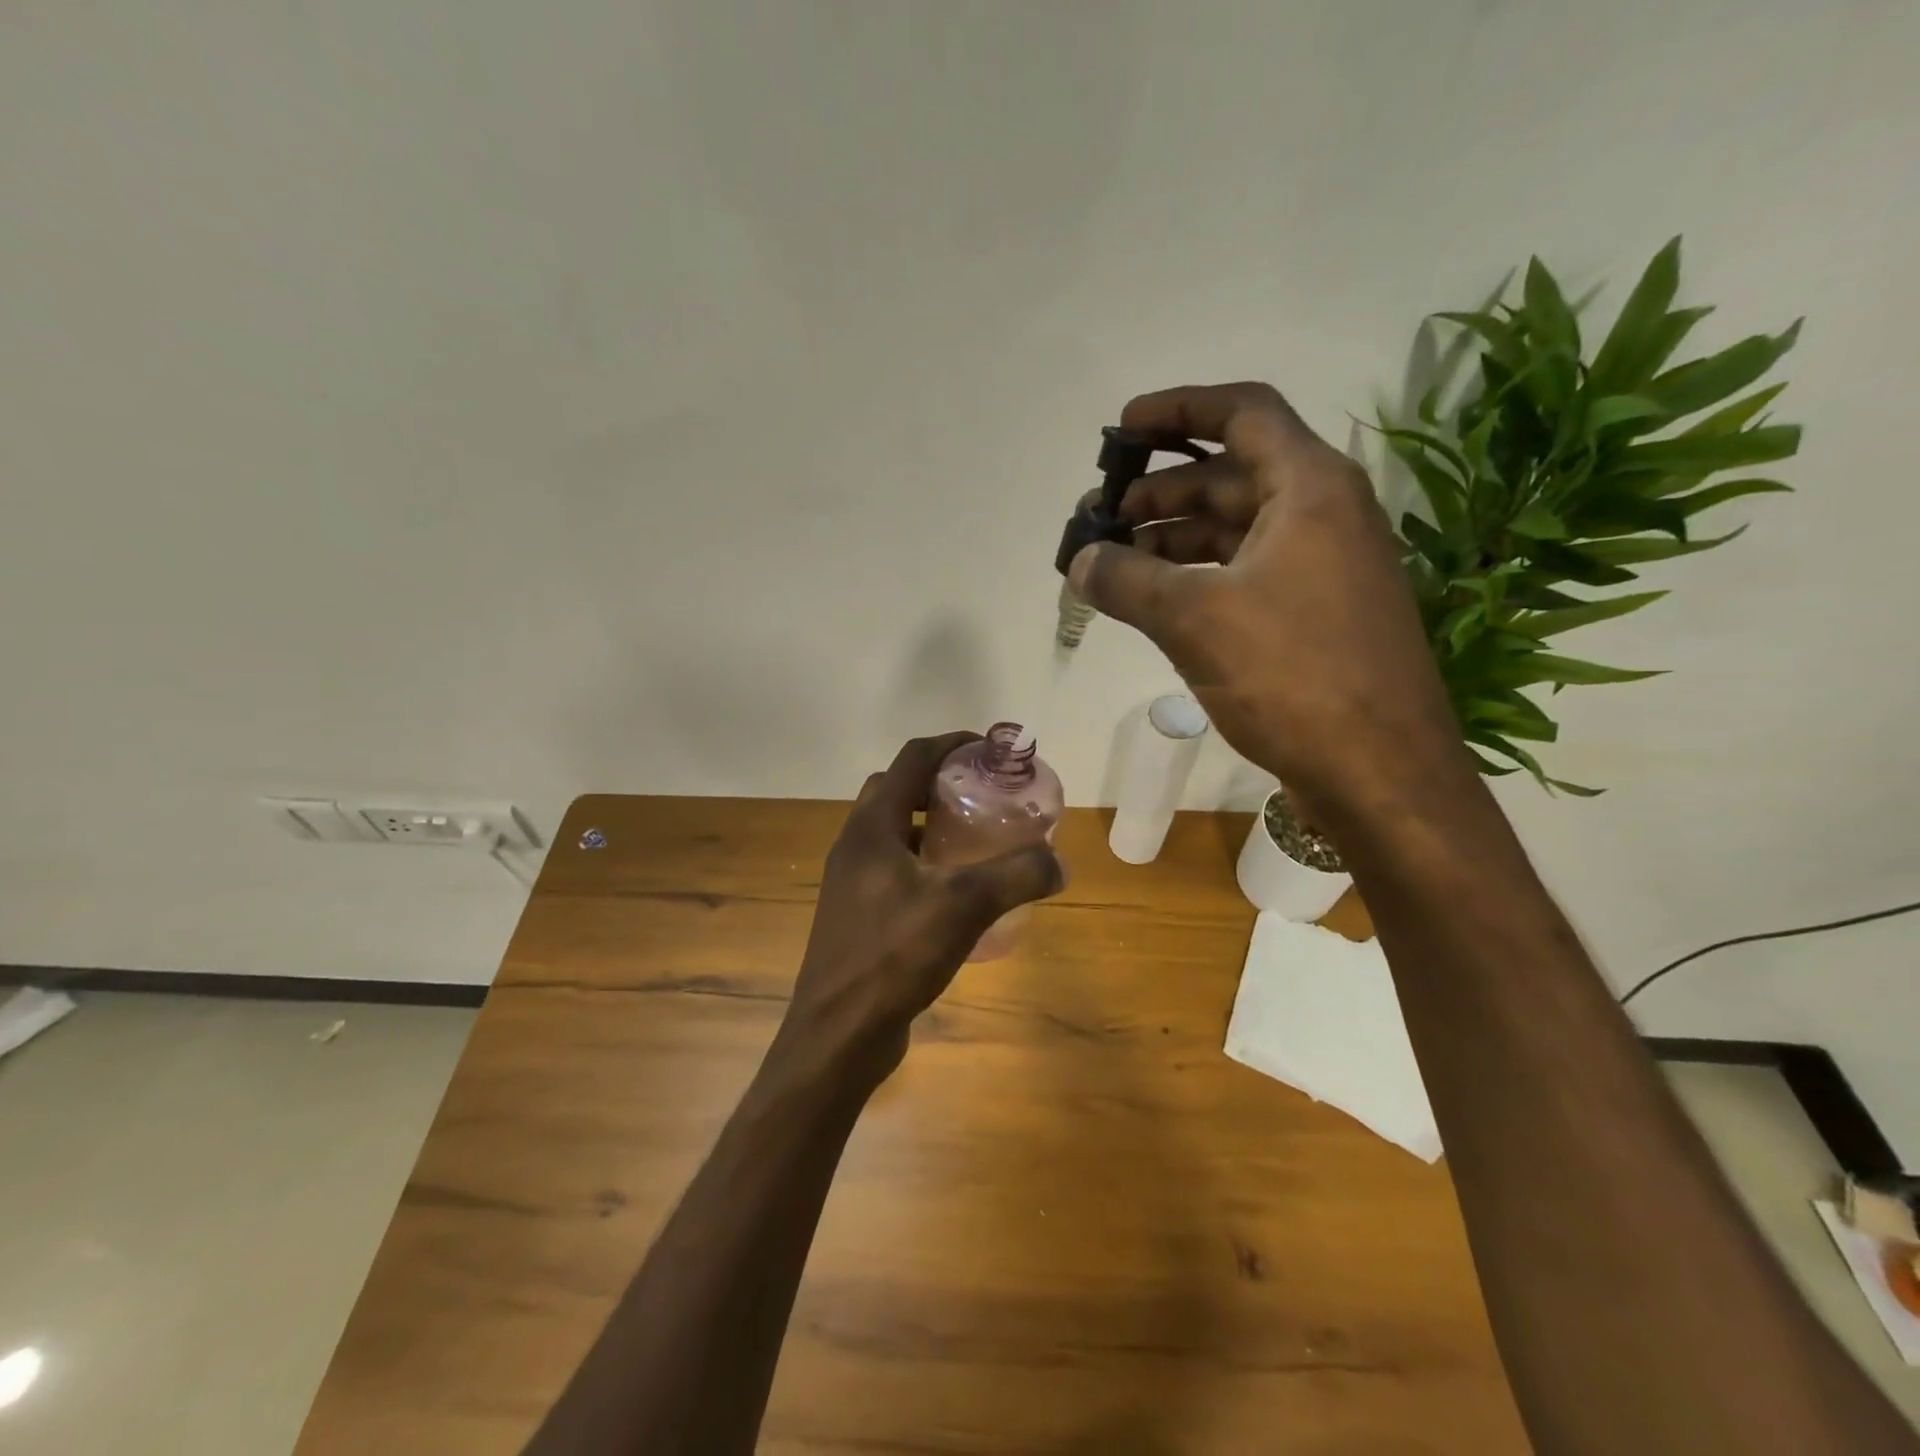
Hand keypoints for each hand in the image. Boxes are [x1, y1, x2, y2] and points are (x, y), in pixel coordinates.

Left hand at [776, 732, 1064, 1082]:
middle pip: (900, 789)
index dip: (953, 744)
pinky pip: (895, 866)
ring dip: (933, 822)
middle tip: (985, 793)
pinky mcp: (858, 912)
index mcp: (873, 826)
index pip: (913, 759)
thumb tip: (1060, 863)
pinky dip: (926, 860)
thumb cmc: (893, 956)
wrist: (838, 1033)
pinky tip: (958, 889)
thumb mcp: (964, 907)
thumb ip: (1016, 876)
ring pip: (896, 830)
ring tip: (978, 835)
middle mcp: (856, 843)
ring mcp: (852, 879)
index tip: (993, 749)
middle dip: (942, 780)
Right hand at [1069, 382, 1472, 824]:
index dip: (1178, 408)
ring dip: (1172, 538)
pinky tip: (1154, 599)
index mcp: (1309, 488)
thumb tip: (1079, 561)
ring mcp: (1322, 567)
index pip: (1242, 413)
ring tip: (1113, 560)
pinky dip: (1196, 577)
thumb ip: (1126, 580)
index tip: (1122, 429)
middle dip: (1160, 489)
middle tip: (1100, 516)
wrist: (1380, 771)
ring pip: (1235, 529)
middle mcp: (1323, 514)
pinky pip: (1245, 573)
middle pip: (1231, 474)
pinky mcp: (1314, 615)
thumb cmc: (1293, 677)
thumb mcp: (1195, 619)